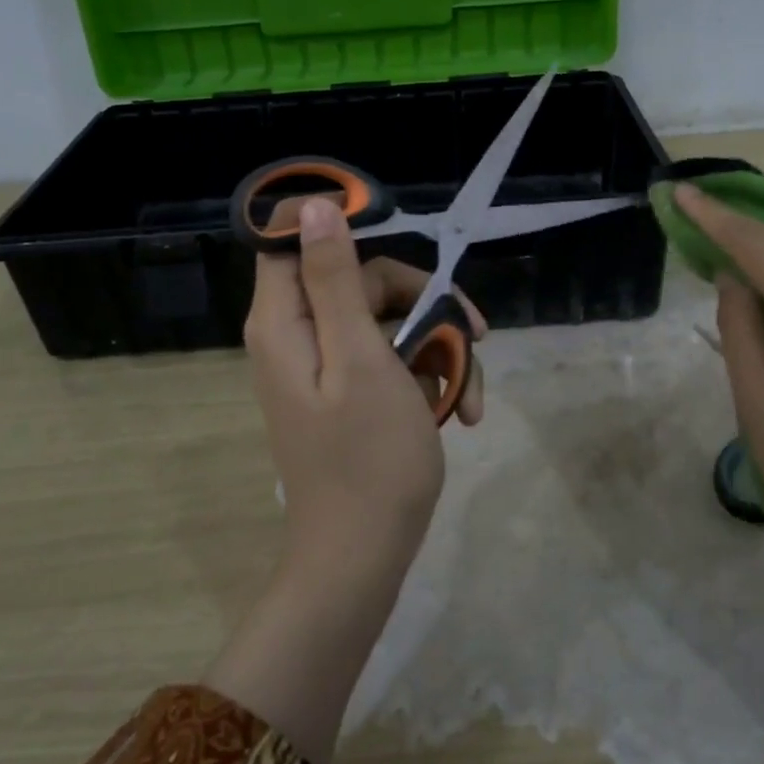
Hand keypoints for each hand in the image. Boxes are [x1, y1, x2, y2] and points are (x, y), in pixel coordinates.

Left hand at [244, 197, 484, 585]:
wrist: (364, 556)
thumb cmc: (368, 458)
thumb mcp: (361, 359)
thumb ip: (335, 281)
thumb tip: (312, 207)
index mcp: (287, 321)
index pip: (294, 239)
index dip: (342, 225)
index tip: (398, 230)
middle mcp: (300, 336)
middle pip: (362, 280)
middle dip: (424, 302)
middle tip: (476, 331)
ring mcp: (328, 367)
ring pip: (389, 322)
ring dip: (439, 348)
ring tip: (473, 395)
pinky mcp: (352, 393)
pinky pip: (391, 360)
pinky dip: (429, 378)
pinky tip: (464, 411)